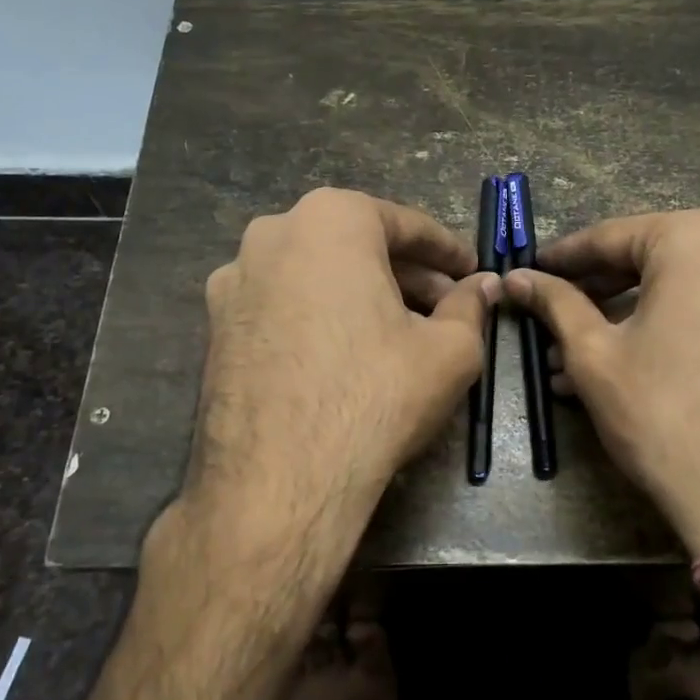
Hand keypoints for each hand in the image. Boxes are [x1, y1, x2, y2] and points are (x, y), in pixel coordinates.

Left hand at [192, 187, 499, 539]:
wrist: (278, 481)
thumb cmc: (375, 396)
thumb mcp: (449, 350)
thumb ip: (470, 307)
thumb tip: (484, 286)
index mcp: (331, 219)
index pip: (405, 223)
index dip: (446, 250)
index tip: (471, 271)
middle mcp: (273, 233)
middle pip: (356, 244)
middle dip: (405, 273)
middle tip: (444, 304)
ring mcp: (234, 279)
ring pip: (316, 273)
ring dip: (361, 293)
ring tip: (398, 330)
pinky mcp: (215, 325)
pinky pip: (283, 304)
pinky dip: (319, 315)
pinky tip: (345, 353)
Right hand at [504, 210, 699, 557]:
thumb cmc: (663, 414)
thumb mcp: (594, 354)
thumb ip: (555, 303)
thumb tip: (517, 277)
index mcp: (699, 237)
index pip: (613, 236)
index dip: (565, 257)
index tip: (531, 270)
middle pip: (654, 258)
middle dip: (599, 290)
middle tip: (554, 313)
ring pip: (688, 286)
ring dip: (634, 313)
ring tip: (582, 353)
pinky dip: (677, 325)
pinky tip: (638, 360)